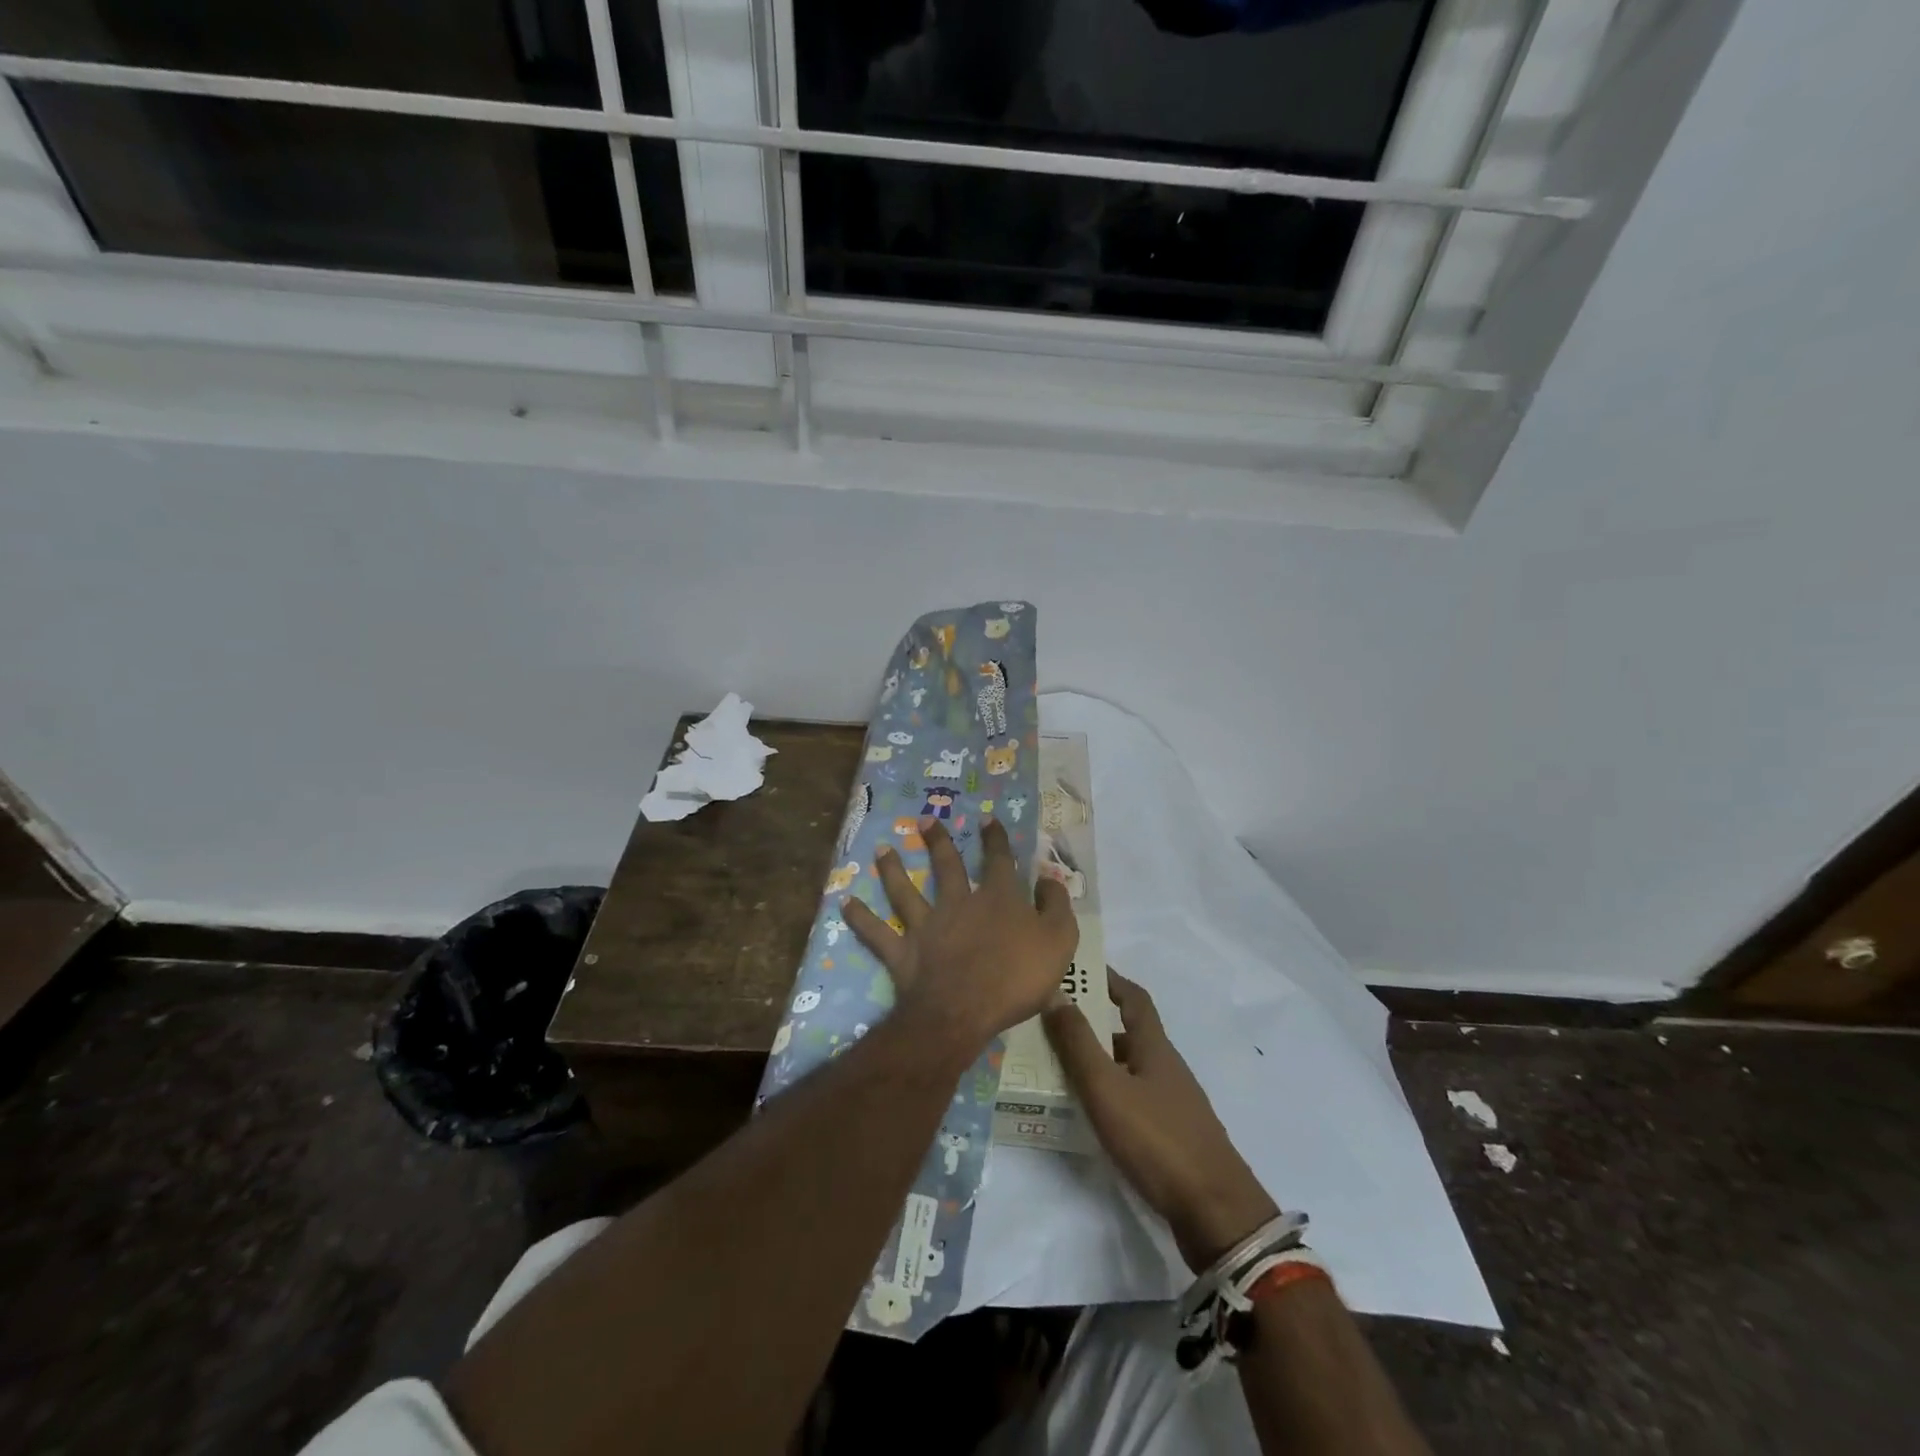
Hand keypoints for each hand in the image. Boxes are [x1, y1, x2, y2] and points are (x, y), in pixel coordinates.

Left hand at [844, 817, 1077, 1061]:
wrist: (965, 1011)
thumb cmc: (1017, 978)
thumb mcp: (1058, 940)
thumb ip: (1056, 906)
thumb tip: (1049, 878)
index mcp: (998, 899)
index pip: (999, 860)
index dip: (995, 838)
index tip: (987, 818)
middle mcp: (959, 903)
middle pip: (947, 866)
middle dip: (938, 841)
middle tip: (924, 820)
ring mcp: (927, 926)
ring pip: (905, 891)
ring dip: (892, 869)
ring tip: (881, 849)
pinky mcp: (903, 952)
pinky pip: (877, 933)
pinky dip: (860, 919)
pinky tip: (845, 903)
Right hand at [1045, 971, 1278, 1271]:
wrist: (1215, 1212)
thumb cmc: (1157, 1140)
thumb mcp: (1107, 1088)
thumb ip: (1078, 1043)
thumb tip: (1055, 993)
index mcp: (1155, 1048)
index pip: (1134, 998)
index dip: (1111, 979)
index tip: (1082, 969)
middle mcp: (1166, 1068)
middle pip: (1129, 1034)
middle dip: (1094, 1024)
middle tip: (1053, 1024)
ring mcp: (1173, 1104)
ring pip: (1129, 1069)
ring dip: (1099, 1062)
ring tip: (1058, 1068)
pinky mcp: (1173, 1136)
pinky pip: (1134, 1100)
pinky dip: (1109, 1094)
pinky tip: (1089, 1113)